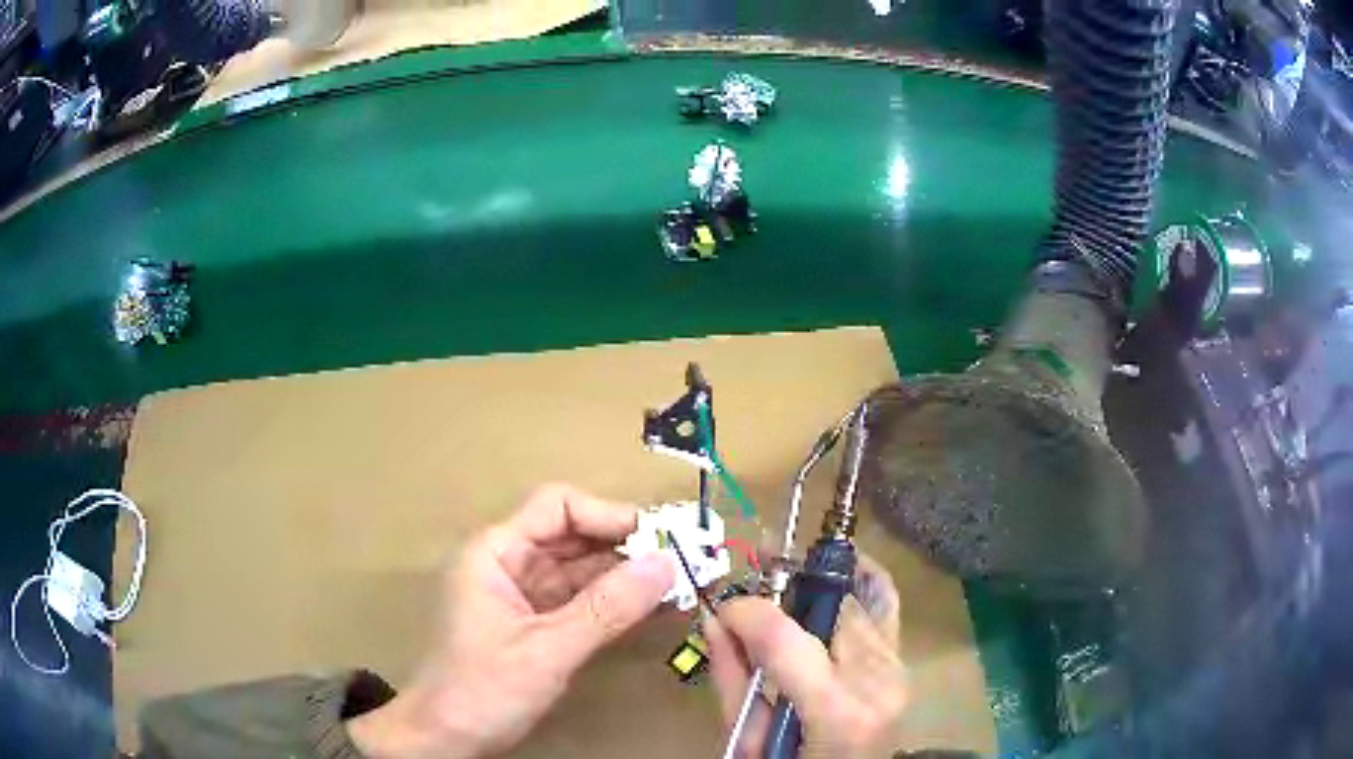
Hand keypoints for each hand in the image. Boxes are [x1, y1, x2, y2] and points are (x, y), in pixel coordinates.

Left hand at [347, 484, 674, 757]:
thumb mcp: (546, 650)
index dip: (608, 515)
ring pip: (584, 571)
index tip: (659, 537)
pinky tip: (654, 608)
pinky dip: (616, 604)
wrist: (448, 738)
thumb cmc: (482, 689)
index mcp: (496, 552)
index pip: (557, 508)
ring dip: (627, 577)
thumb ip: (607, 609)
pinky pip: (583, 602)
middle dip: (627, 547)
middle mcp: (510, 564)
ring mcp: (525, 595)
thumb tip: (666, 563)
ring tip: (680, 585)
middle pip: (575, 537)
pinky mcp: (538, 623)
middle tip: (684, 561)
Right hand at [705, 556, 908, 758]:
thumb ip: (732, 679)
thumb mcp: (750, 742)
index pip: (785, 637)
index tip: (722, 607)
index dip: (747, 611)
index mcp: (837, 712)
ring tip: (787, 574)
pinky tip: (840, 570)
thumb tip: (712, 619)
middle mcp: (877, 681)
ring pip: (859, 598)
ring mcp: (898, 668)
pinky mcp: (903, 663)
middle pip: (831, 604)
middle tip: (757, 574)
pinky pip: (884, 606)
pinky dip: (860, 583)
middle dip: (789, 581)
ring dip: (820, 581)